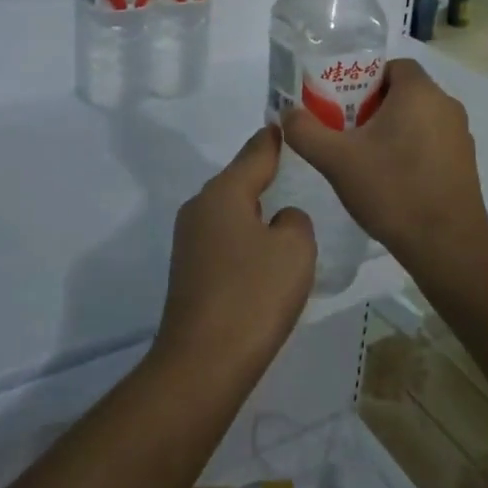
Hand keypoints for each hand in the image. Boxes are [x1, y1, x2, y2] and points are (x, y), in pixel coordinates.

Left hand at [154, 125, 314, 379]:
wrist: (202, 365)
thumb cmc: (253, 297)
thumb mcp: (294, 250)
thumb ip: (295, 221)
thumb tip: (280, 220)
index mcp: (224, 192)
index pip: (256, 151)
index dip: (276, 138)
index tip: (289, 123)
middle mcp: (200, 207)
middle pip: (240, 180)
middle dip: (266, 175)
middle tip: (299, 172)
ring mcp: (189, 240)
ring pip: (231, 211)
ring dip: (256, 211)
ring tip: (287, 215)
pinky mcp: (188, 270)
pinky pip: (224, 239)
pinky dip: (245, 239)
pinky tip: (264, 259)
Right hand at [280, 58, 487, 277]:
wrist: (447, 246)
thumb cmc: (393, 190)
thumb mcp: (336, 160)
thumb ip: (306, 131)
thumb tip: (287, 114)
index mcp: (419, 92)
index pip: (391, 66)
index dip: (364, 79)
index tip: (342, 104)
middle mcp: (445, 105)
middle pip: (402, 91)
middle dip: (372, 106)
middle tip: (345, 131)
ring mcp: (460, 135)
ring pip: (417, 118)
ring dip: (391, 129)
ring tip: (364, 157)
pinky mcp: (465, 162)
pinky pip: (432, 141)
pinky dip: (411, 149)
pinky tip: (391, 179)